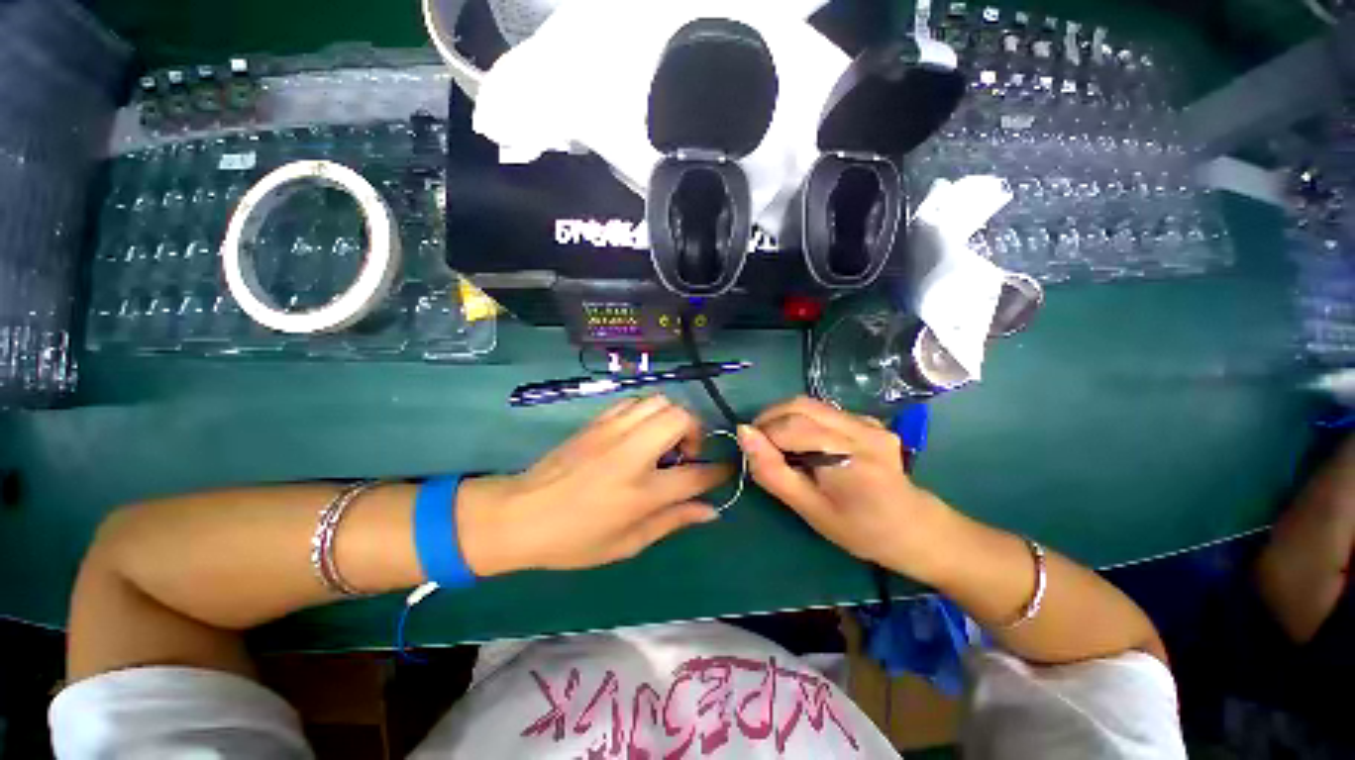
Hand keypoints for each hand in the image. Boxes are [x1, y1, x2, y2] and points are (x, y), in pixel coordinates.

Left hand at [457, 395, 731, 573]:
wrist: (519, 514)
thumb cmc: (574, 539)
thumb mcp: (627, 544)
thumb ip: (672, 521)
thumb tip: (709, 510)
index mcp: (642, 491)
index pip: (696, 473)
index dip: (718, 470)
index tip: (727, 469)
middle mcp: (632, 452)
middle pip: (682, 419)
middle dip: (696, 432)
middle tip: (685, 453)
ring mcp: (613, 431)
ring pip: (660, 401)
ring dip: (672, 418)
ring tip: (664, 440)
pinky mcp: (598, 421)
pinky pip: (634, 401)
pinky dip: (647, 411)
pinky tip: (639, 432)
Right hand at [738, 397, 952, 576]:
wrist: (918, 530)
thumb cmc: (861, 530)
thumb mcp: (810, 510)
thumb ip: (773, 471)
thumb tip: (744, 434)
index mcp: (850, 456)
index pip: (792, 426)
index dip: (764, 435)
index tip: (753, 454)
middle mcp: (861, 428)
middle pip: (800, 405)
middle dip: (770, 419)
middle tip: (760, 445)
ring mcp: (868, 421)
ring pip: (810, 404)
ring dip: (785, 419)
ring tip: (779, 445)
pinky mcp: (869, 420)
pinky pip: (824, 411)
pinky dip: (803, 421)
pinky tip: (807, 445)